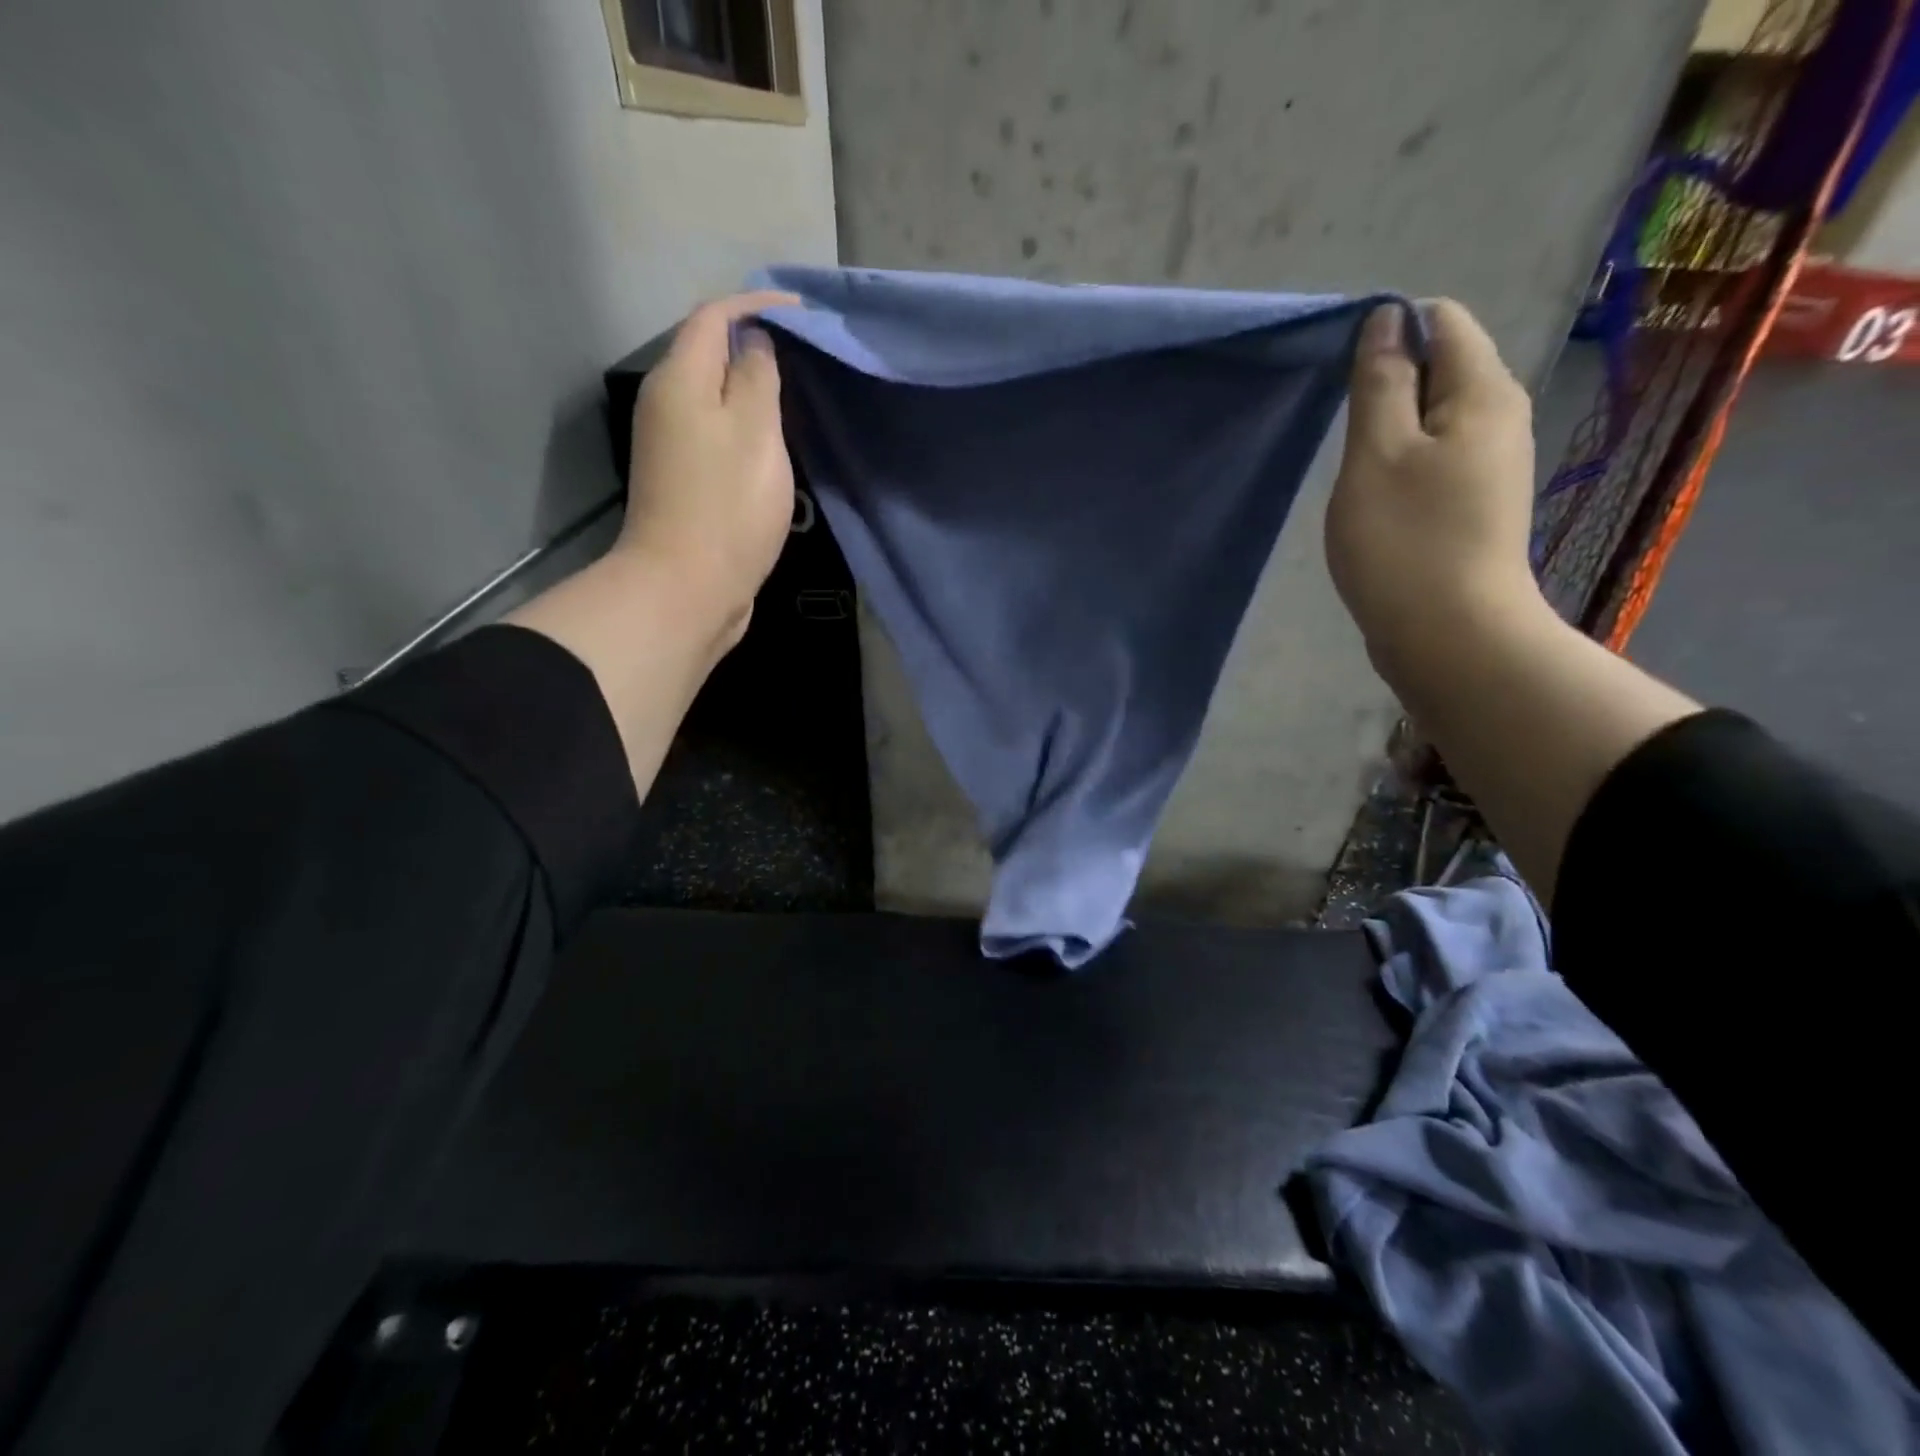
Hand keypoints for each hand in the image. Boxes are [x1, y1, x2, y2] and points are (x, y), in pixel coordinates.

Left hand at [615, 289, 799, 648]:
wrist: (686, 588)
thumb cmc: (727, 506)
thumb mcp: (755, 431)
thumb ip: (756, 376)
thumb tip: (753, 344)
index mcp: (680, 380)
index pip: (714, 316)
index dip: (756, 304)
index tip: (802, 313)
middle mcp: (665, 404)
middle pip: (707, 354)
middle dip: (753, 344)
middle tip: (803, 355)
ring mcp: (670, 446)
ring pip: (712, 396)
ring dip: (749, 388)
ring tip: (794, 395)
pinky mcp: (682, 481)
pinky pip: (715, 433)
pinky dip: (743, 425)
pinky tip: (771, 443)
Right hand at [1325, 300, 1542, 672]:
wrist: (1451, 635)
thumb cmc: (1405, 541)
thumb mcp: (1376, 455)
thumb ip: (1380, 384)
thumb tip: (1386, 321)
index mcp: (1483, 392)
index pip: (1442, 321)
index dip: (1389, 335)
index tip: (1346, 384)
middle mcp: (1502, 417)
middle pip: (1443, 368)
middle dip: (1388, 387)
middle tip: (1346, 438)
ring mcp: (1494, 464)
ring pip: (1436, 419)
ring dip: (1391, 433)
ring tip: (1358, 474)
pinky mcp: (1478, 504)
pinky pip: (1437, 459)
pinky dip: (1403, 466)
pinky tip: (1378, 503)